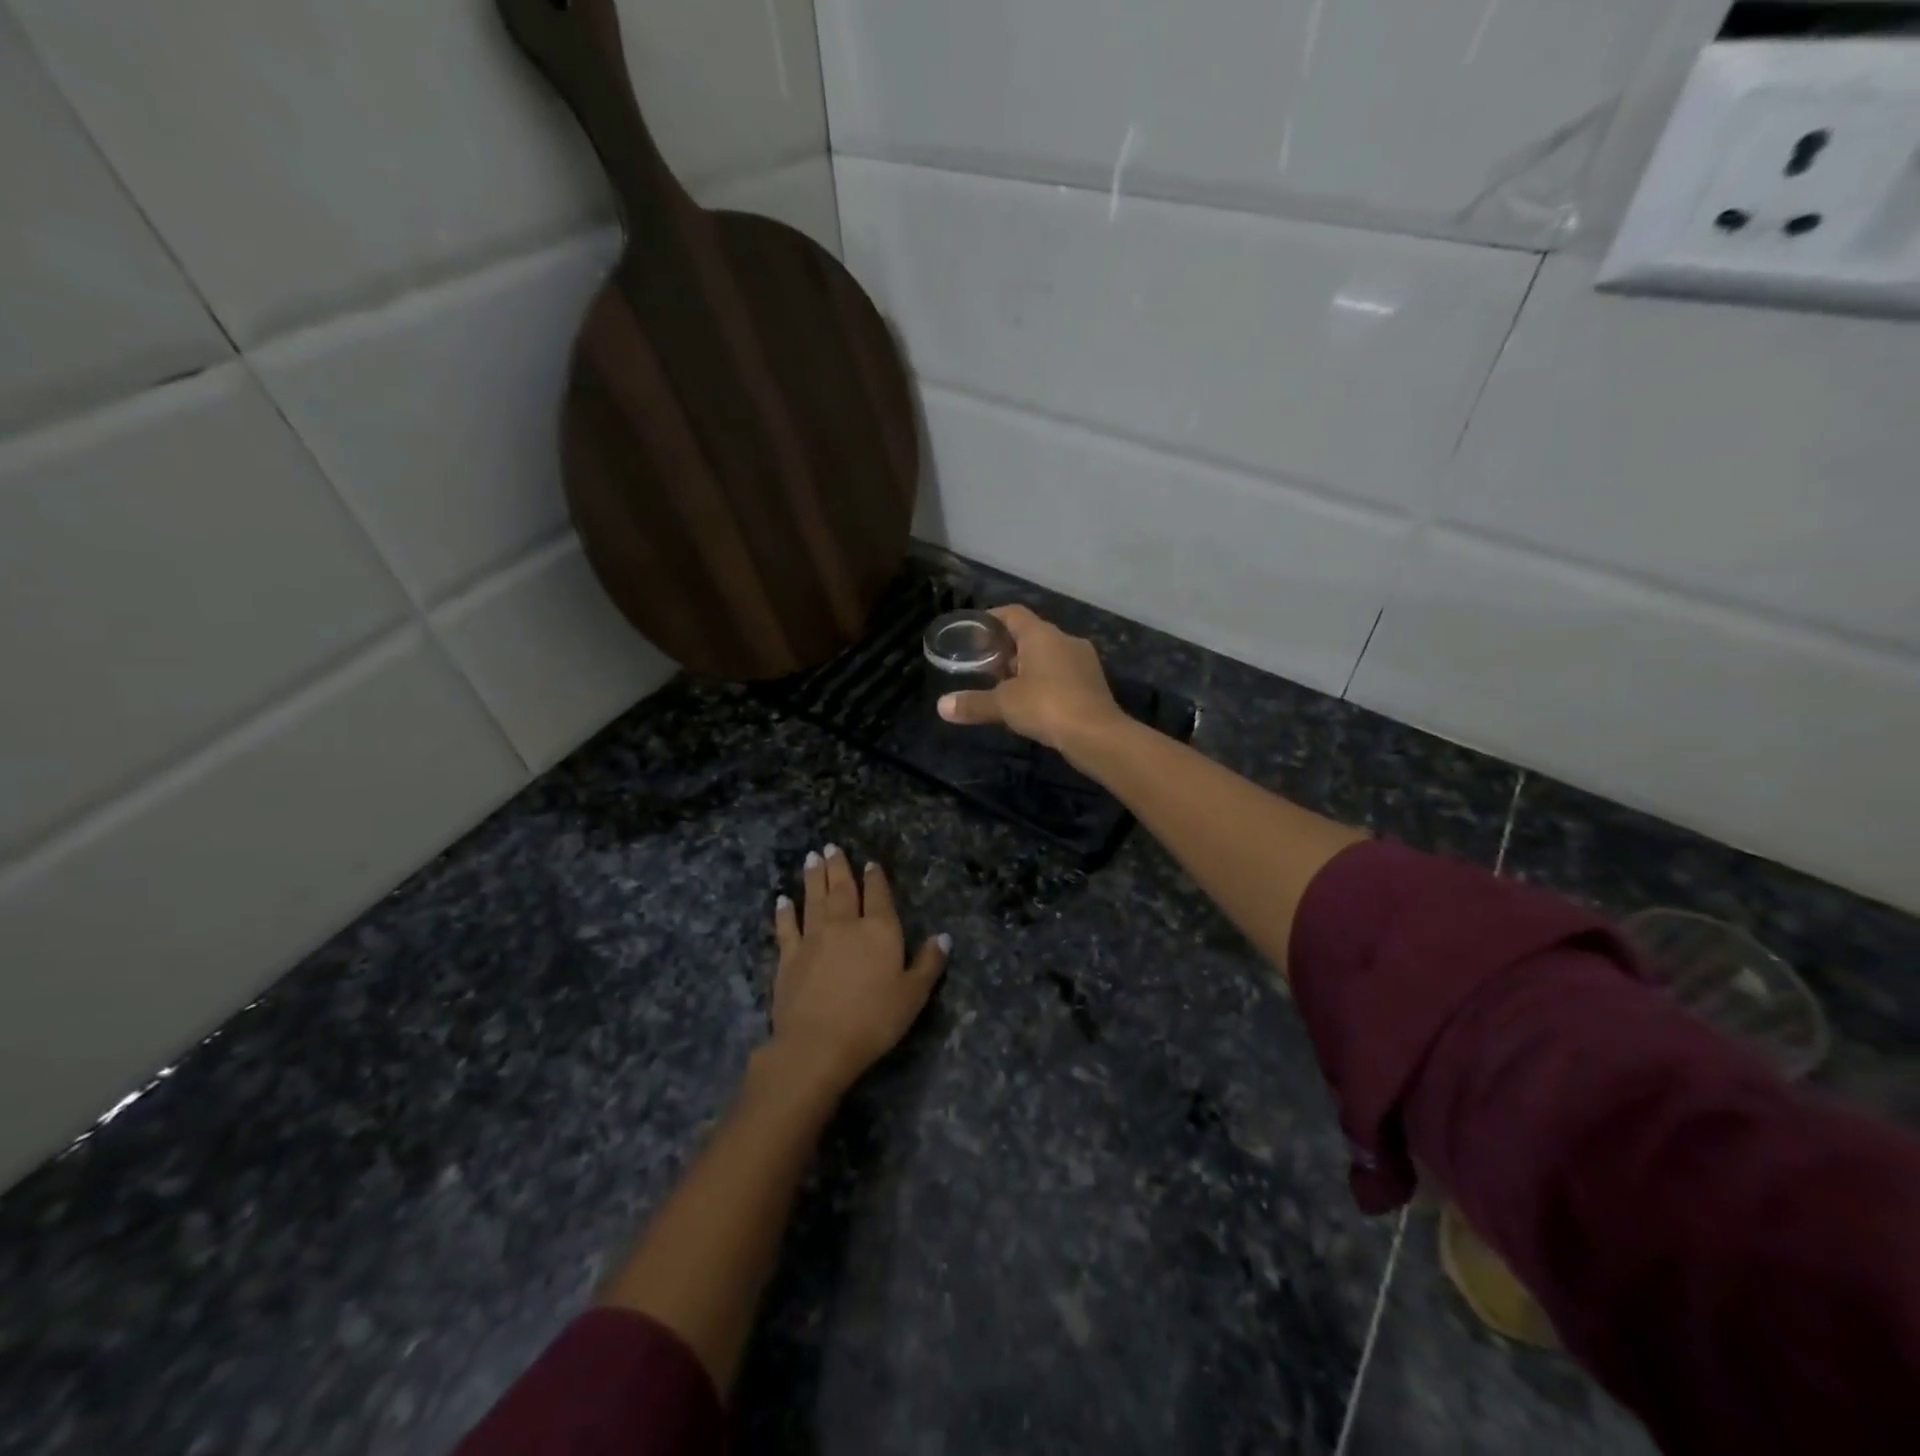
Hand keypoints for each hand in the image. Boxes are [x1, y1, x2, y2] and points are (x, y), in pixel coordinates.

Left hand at [768, 845, 948, 1095]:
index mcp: (878, 930)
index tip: (869, 863)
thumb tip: (944, 936)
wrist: (818, 1044)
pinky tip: (782, 900)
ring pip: (813, 899)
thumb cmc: (873, 1020)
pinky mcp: (789, 957)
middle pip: (842, 889)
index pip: (877, 895)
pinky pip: (786, 927)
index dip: (875, 878)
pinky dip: (784, 912)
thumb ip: (928, 963)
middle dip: (838, 866)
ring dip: (812, 877)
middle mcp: (845, 925)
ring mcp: (813, 938)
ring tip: (811, 857)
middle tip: (831, 846)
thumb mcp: (913, 995)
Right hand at [936, 605, 1127, 761]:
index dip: (992, 619)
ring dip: (1026, 666)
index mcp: (1042, 635)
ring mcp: (1083, 661)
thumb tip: (941, 706)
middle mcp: (1065, 640)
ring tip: (1004, 685)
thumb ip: (973, 703)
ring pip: (1048, 655)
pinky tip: (1032, 702)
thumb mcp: (1004, 704)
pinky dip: (1044, 681)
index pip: (1013, 614)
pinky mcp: (1092, 683)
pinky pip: (1061, 674)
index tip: (974, 631)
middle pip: (1030, 635)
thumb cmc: (1047, 707)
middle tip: (984, 664)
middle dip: (1007, 647)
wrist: (1097, 735)